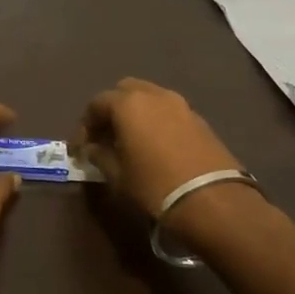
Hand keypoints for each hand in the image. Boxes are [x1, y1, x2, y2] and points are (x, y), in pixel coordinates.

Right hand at [78, 77, 243, 216]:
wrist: (214, 202)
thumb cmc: (155, 186)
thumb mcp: (117, 176)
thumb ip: (99, 156)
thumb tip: (93, 149)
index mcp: (128, 103)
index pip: (96, 104)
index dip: (84, 127)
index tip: (79, 150)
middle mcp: (154, 95)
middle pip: (124, 91)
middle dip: (111, 110)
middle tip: (104, 137)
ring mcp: (181, 105)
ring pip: (150, 99)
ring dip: (136, 114)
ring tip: (130, 142)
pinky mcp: (200, 121)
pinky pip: (169, 113)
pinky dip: (156, 122)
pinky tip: (155, 147)